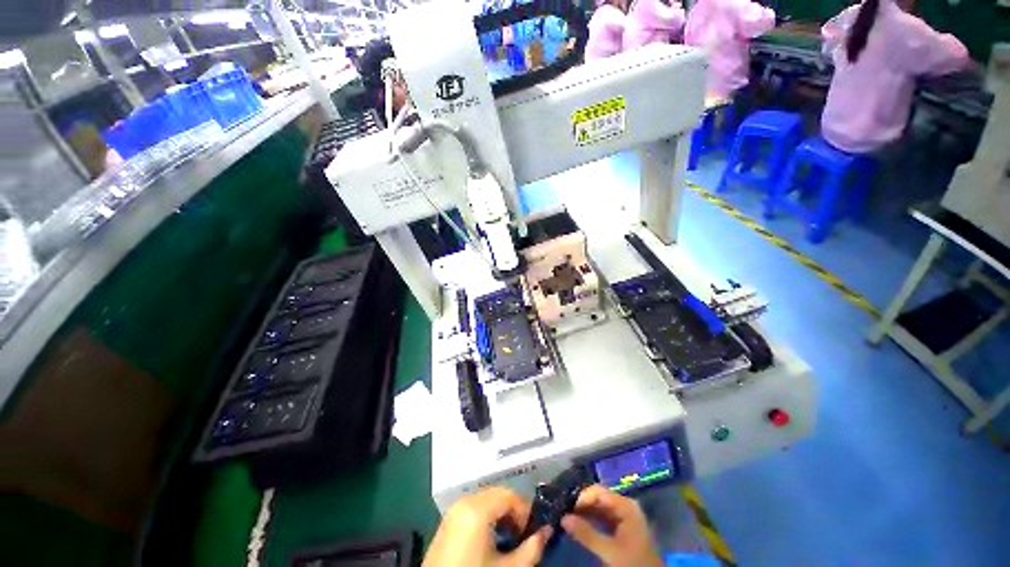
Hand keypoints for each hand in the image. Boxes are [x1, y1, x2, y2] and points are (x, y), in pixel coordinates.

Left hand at [423, 487, 551, 566]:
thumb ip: (531, 549)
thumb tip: (547, 531)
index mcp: (478, 509)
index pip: (510, 495)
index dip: (525, 511)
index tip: (532, 532)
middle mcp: (464, 501)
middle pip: (497, 494)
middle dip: (513, 511)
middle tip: (521, 535)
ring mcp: (453, 510)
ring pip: (485, 499)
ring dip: (500, 513)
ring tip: (507, 538)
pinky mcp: (447, 520)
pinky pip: (472, 508)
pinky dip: (485, 516)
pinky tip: (490, 539)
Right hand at [561, 485, 662, 566]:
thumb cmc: (633, 564)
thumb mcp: (610, 551)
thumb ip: (587, 534)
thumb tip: (563, 518)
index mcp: (625, 505)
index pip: (598, 491)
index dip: (582, 497)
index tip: (567, 509)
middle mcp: (625, 505)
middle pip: (599, 497)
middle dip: (582, 505)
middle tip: (565, 513)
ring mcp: (624, 516)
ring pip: (599, 508)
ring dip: (585, 513)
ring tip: (569, 519)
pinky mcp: (622, 527)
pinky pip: (603, 517)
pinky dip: (591, 520)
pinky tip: (580, 526)